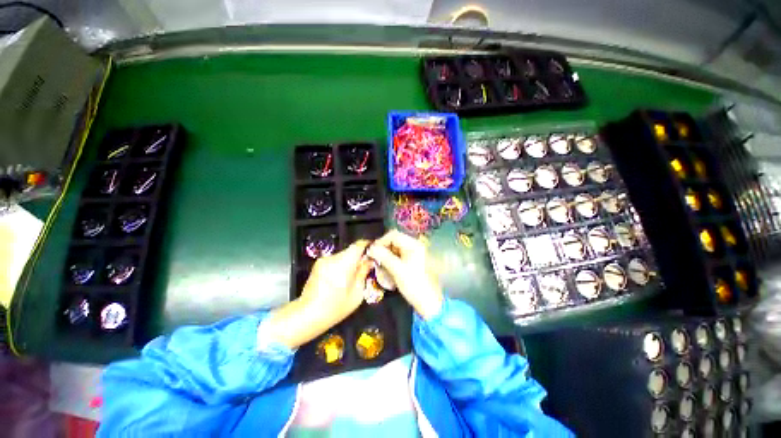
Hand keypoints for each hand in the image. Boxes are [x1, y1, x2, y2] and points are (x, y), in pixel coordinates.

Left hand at [264, 240, 371, 348]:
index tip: (375, 251)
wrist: (306, 315)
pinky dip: (342, 265)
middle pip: (351, 250)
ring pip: (343, 255)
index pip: (358, 245)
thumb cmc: (335, 308)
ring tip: (353, 276)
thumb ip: (363, 273)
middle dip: (359, 257)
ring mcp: (323, 260)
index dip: (368, 245)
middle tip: (366, 268)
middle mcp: (332, 258)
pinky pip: (335, 260)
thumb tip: (369, 261)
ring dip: (350, 261)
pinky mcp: (318, 264)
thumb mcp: (356, 294)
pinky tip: (341, 278)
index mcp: (343, 264)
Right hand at [366, 230, 442, 319]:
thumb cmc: (414, 285)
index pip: (393, 235)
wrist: (429, 302)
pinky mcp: (413, 261)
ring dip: (386, 254)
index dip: (381, 241)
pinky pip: (399, 256)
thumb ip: (383, 256)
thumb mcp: (397, 270)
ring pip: (395, 248)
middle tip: (374, 258)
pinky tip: (387, 268)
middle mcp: (415, 245)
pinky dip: (391, 260)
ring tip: (379, 265)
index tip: (372, 251)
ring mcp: (414, 253)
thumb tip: (370, 248)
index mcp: (414, 244)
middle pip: (395, 240)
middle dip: (383, 248)